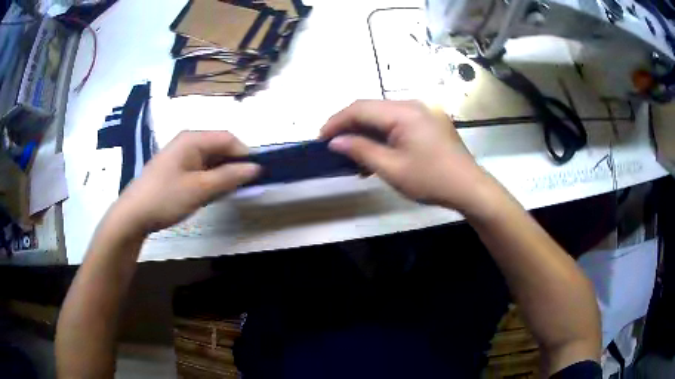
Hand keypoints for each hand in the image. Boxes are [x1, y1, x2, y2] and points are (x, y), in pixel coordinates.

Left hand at [108, 131, 259, 235]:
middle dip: (232, 165)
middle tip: (240, 187)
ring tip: (225, 193)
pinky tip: (208, 193)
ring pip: (210, 159)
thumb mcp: (200, 189)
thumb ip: (229, 177)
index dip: (244, 154)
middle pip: (219, 147)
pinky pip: (200, 168)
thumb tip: (256, 168)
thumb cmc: (166, 198)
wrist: (133, 215)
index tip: (255, 175)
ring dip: (221, 174)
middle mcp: (187, 141)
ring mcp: (180, 154)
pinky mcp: (176, 168)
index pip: (228, 138)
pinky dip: (209, 179)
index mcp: (193, 139)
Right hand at [321, 100, 499, 215]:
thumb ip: (361, 150)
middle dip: (350, 125)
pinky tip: (376, 151)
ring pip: (385, 115)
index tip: (321, 138)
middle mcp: (414, 104)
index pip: (361, 108)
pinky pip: (399, 122)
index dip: (337, 121)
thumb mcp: (392, 168)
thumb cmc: (431, 180)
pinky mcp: (430, 121)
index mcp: (404, 112)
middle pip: (372, 108)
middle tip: (334, 145)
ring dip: (366, 131)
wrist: (469, 188)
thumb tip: (335, 141)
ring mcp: (424, 111)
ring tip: (352, 153)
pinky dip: (384, 134)